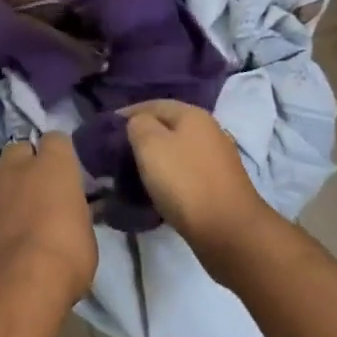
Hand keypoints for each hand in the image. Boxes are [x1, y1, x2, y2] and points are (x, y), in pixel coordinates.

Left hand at [0, 134, 97, 313]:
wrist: (10, 289)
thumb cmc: (63, 261)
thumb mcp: (86, 239)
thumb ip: (74, 217)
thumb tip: (70, 215)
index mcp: (52, 167)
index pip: (56, 140)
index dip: (59, 154)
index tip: (64, 172)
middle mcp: (15, 170)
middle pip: (18, 149)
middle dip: (25, 164)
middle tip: (36, 191)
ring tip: (8, 212)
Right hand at [122, 100, 274, 260]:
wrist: (229, 231)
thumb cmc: (185, 182)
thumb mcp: (150, 145)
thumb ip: (138, 124)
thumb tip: (138, 123)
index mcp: (193, 115)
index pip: (153, 104)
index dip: (129, 112)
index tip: (107, 128)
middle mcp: (209, 131)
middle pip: (168, 126)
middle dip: (143, 136)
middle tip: (118, 151)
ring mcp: (217, 159)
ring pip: (177, 150)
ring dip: (156, 158)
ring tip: (133, 172)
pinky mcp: (219, 185)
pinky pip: (186, 172)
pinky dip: (170, 176)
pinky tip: (158, 189)